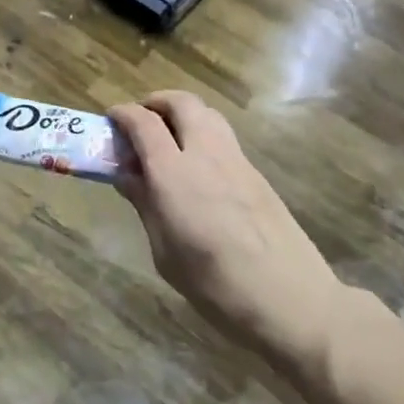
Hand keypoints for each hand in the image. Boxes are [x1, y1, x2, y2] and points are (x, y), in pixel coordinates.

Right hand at [109, 92, 341, 376]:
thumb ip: (145, 205)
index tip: (111, 118)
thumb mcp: (164, 252)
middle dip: (157, 102)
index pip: (143, 123)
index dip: (123, 113)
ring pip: (208, 114)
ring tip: (170, 139)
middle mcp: (205, 155)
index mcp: (173, 174)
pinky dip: (204, 136)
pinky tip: (199, 170)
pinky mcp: (257, 175)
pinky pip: (224, 138)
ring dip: (184, 114)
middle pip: (182, 103)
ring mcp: (236, 161)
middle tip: (142, 120)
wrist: (292, 301)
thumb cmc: (215, 285)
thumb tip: (127, 176)